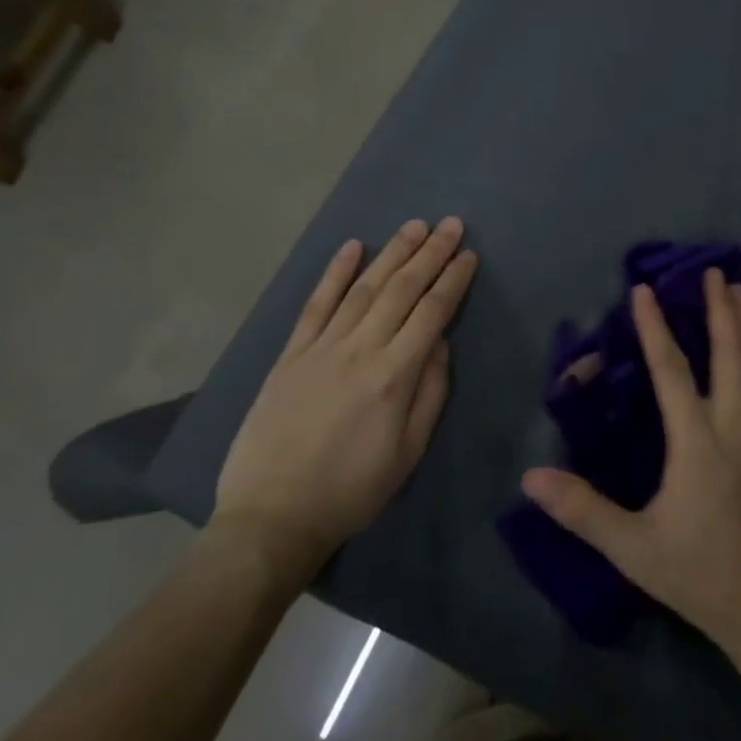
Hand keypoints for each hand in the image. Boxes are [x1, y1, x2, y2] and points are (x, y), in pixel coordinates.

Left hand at [213, 218, 478, 569]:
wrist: (272, 515)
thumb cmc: (352, 490)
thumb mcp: (408, 452)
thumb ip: (430, 392)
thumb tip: (439, 342)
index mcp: (393, 376)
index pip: (431, 313)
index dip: (453, 280)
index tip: (468, 255)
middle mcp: (359, 350)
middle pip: (401, 290)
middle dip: (429, 254)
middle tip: (450, 224)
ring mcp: (321, 348)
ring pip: (363, 288)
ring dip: (391, 253)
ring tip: (414, 226)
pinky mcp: (291, 354)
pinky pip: (316, 304)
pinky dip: (334, 273)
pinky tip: (352, 247)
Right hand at [522, 269, 740, 664]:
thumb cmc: (701, 576)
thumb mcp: (635, 548)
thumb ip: (583, 510)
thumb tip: (531, 476)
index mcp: (698, 444)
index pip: (672, 372)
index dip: (655, 328)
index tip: (644, 291)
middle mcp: (735, 427)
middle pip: (729, 354)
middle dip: (720, 309)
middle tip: (713, 270)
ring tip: (740, 289)